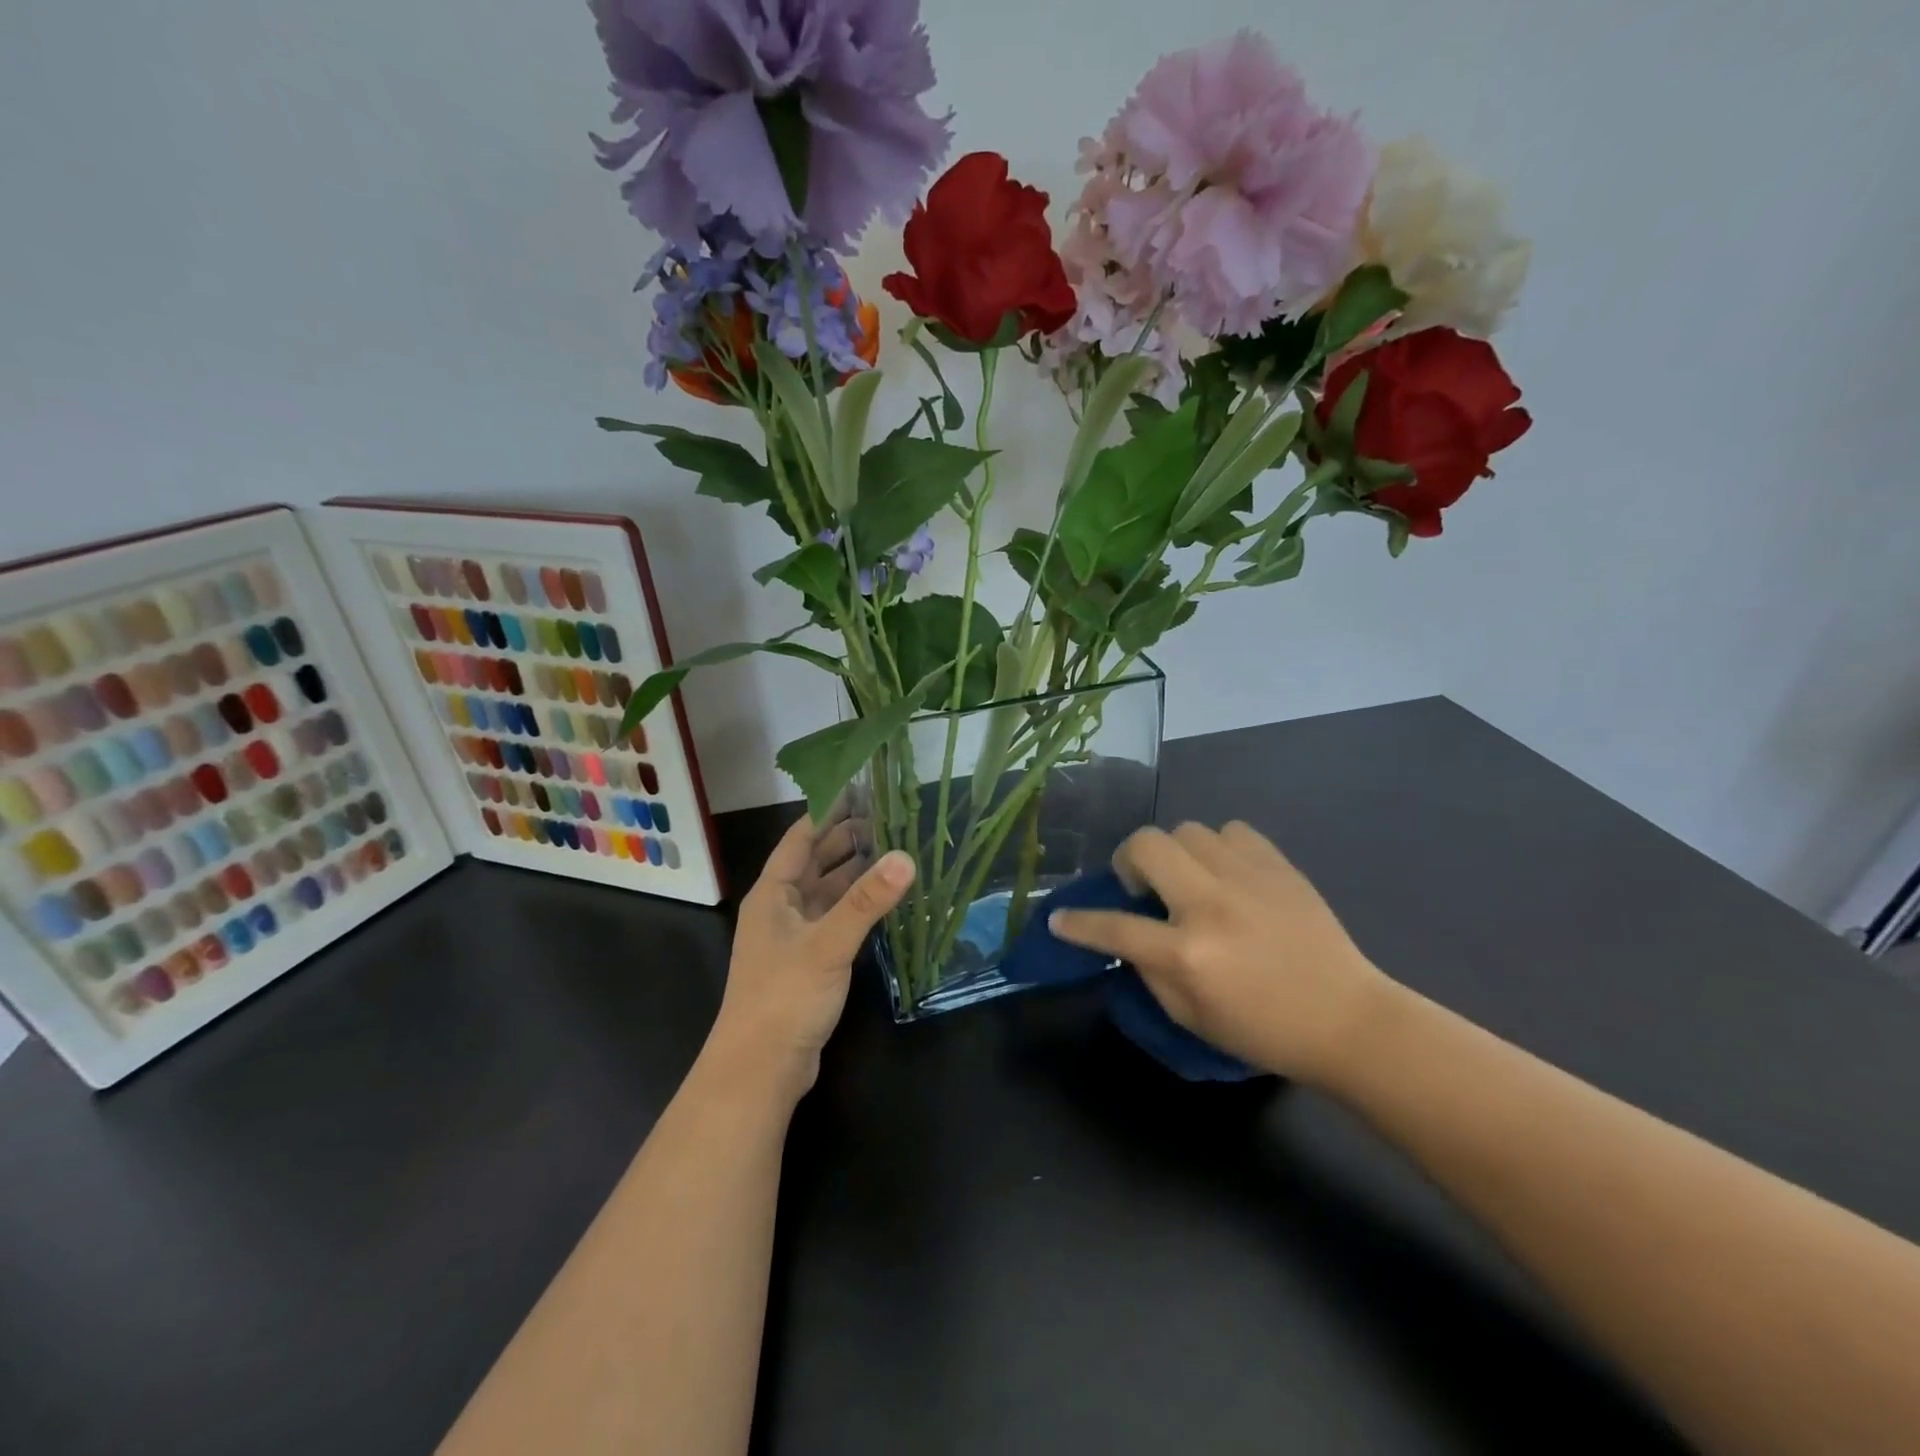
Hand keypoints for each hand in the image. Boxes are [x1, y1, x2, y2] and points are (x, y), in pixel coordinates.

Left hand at [704, 807, 915, 1101]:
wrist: (759, 1070)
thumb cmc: (784, 997)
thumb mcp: (828, 944)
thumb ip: (868, 902)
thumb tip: (907, 857)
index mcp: (773, 894)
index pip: (801, 838)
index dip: (828, 812)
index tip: (862, 789)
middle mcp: (781, 908)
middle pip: (816, 862)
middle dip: (848, 839)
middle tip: (891, 818)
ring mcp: (795, 937)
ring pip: (828, 892)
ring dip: (856, 873)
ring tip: (895, 851)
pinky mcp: (809, 962)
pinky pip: (836, 919)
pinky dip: (858, 906)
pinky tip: (884, 901)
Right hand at [1049, 822, 1391, 1083]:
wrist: (1348, 1020)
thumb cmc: (1264, 1031)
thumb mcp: (1191, 1018)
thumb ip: (1149, 972)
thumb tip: (1126, 939)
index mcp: (1187, 953)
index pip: (1113, 927)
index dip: (1077, 923)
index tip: (1060, 918)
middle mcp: (1210, 904)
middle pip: (1146, 845)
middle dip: (1128, 861)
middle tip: (1141, 887)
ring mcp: (1247, 878)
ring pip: (1187, 830)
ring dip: (1176, 854)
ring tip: (1190, 880)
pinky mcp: (1278, 866)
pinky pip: (1232, 831)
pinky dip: (1218, 848)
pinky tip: (1227, 875)